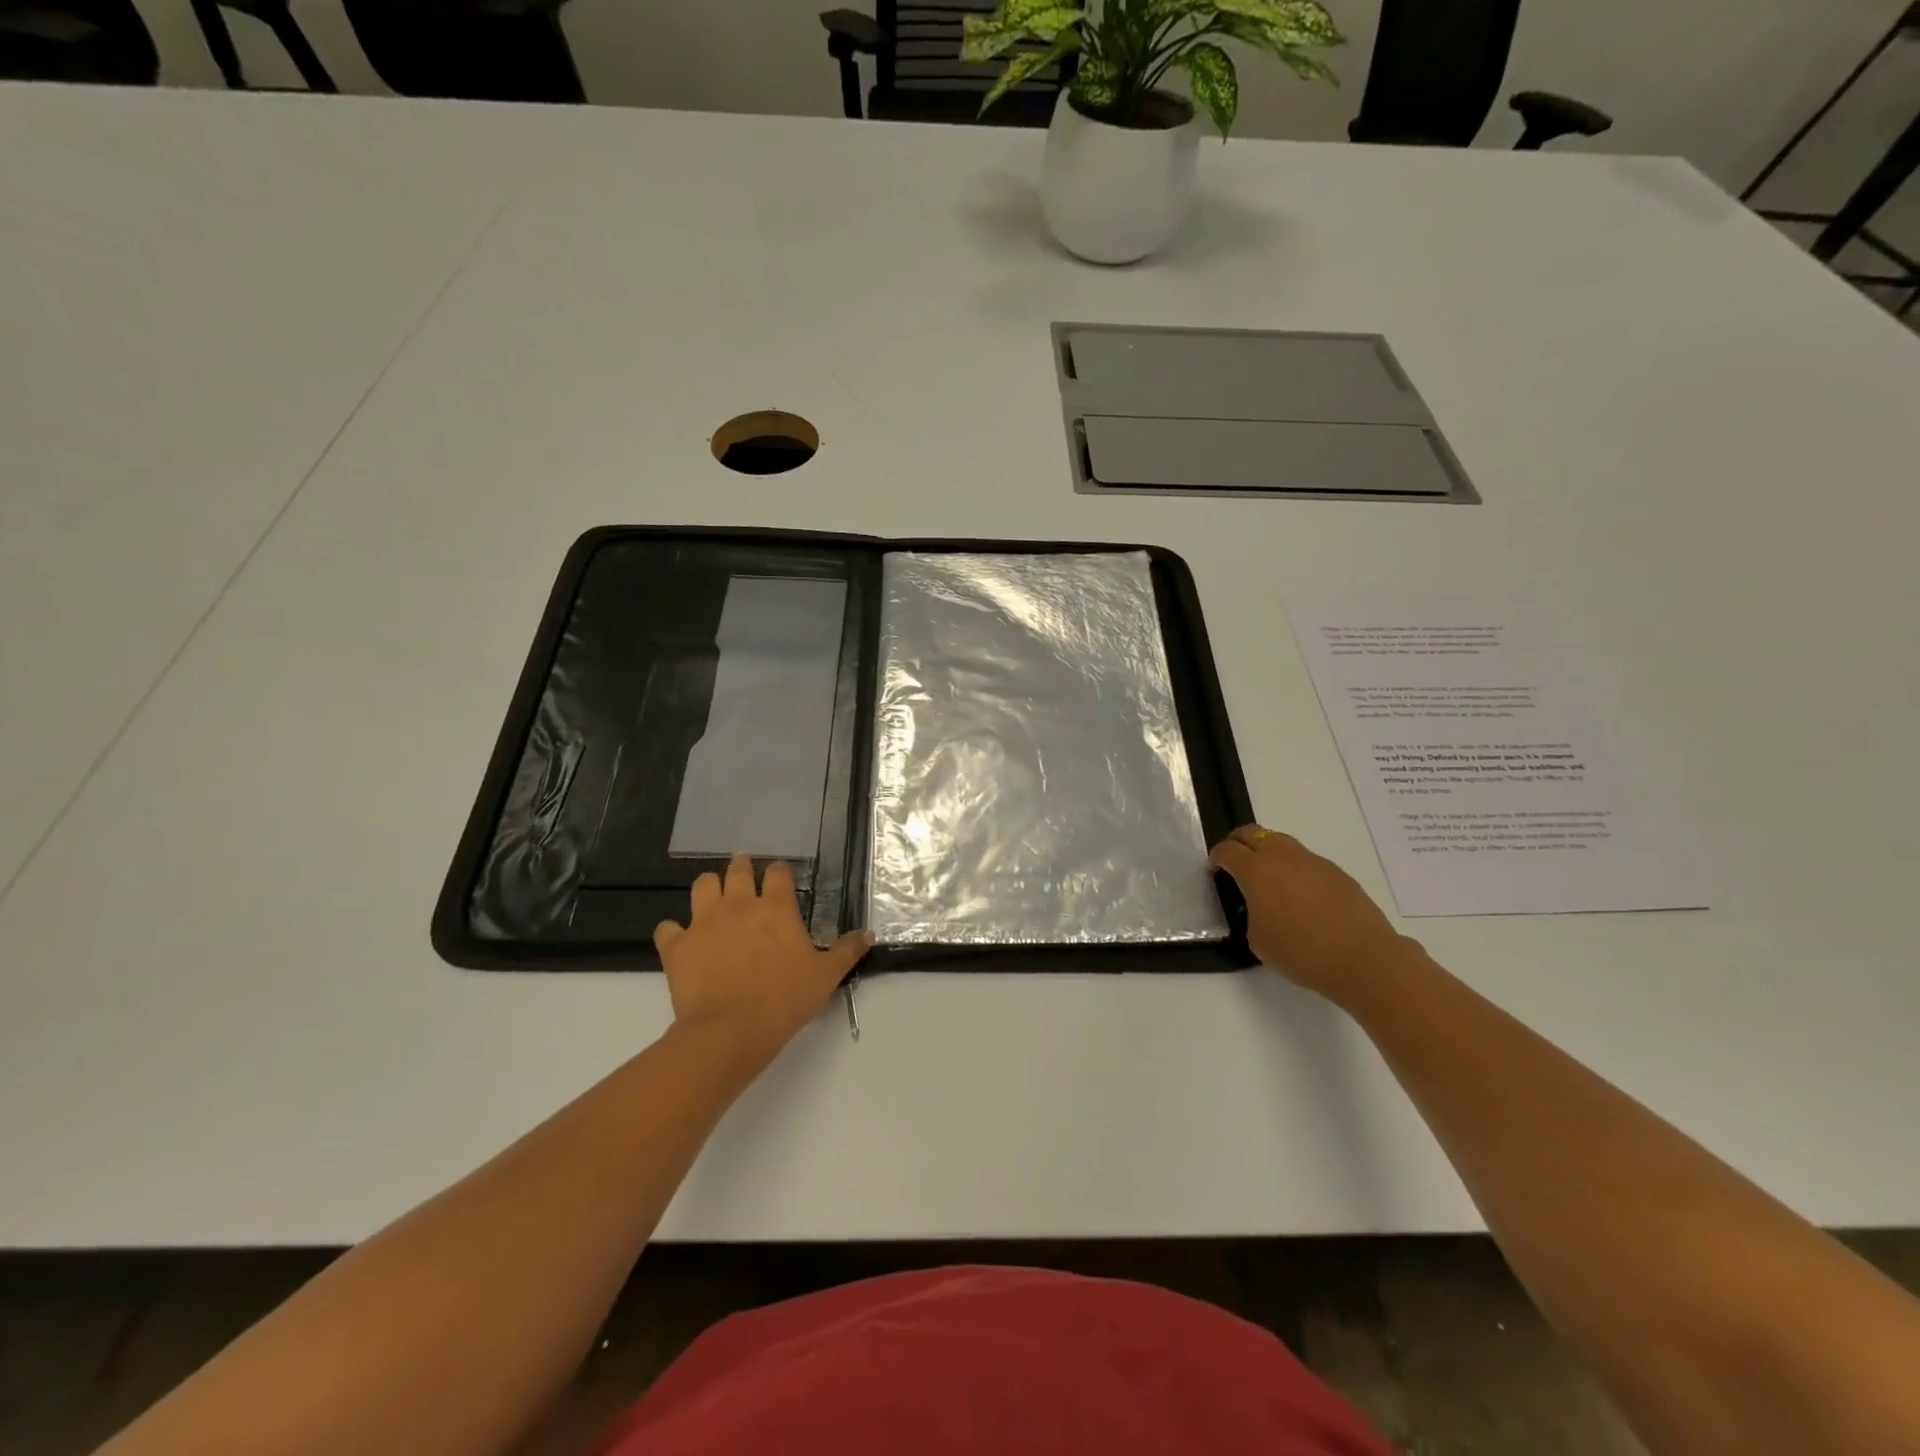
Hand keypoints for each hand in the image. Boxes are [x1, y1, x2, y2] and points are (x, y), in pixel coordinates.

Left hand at [654, 855, 870, 1065]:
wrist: (730, 1031)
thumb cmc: (784, 1000)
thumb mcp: (826, 976)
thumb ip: (847, 951)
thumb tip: (867, 934)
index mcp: (776, 908)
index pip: (778, 873)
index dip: (780, 872)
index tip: (781, 878)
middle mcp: (739, 904)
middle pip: (737, 870)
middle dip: (742, 867)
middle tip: (744, 872)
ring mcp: (704, 922)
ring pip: (702, 886)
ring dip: (709, 888)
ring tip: (714, 897)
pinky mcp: (677, 945)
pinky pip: (668, 927)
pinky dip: (674, 931)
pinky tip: (681, 940)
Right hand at [1209, 825, 1412, 998]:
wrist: (1364, 959)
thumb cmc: (1302, 953)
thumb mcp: (1258, 939)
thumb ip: (1251, 913)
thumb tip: (1259, 904)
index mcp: (1257, 871)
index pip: (1228, 850)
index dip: (1217, 858)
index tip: (1216, 871)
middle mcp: (1283, 857)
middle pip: (1253, 833)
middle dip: (1238, 843)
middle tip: (1236, 863)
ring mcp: (1313, 861)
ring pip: (1281, 842)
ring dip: (1267, 852)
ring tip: (1269, 879)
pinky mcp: (1336, 872)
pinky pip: (1305, 859)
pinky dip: (1293, 867)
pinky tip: (1300, 895)